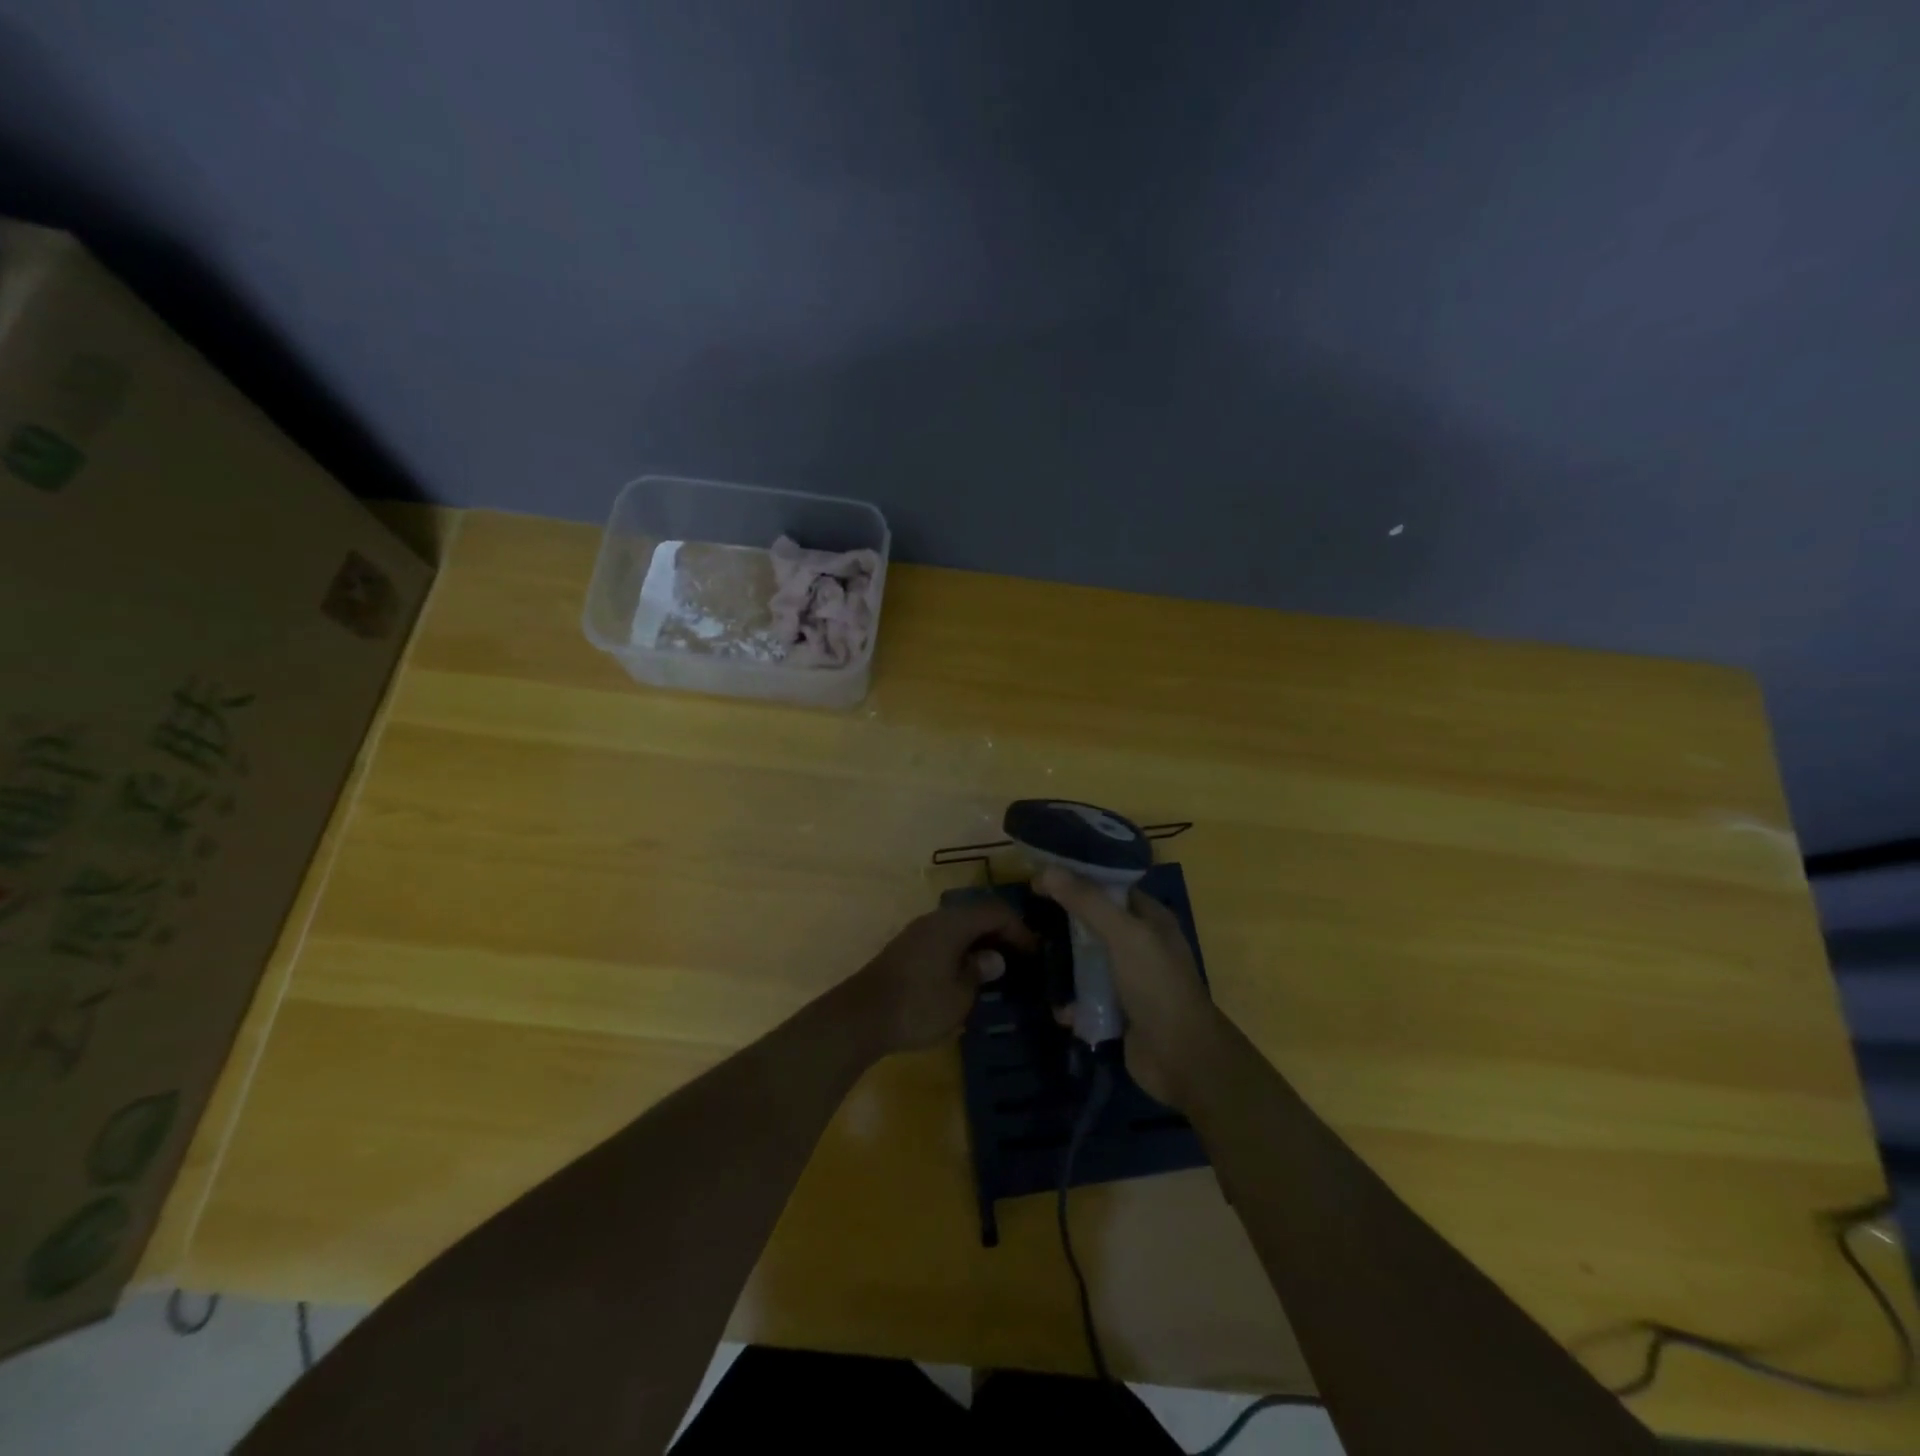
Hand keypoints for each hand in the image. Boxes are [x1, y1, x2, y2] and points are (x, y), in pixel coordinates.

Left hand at [848, 899, 1035, 1054]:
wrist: (861, 1017)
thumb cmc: (918, 1005)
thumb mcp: (960, 995)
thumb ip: (980, 971)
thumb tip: (994, 958)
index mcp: (953, 923)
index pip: (996, 911)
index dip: (1019, 929)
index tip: (1036, 952)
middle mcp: (936, 919)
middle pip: (977, 913)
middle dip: (1001, 931)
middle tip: (1021, 957)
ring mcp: (918, 932)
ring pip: (959, 926)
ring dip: (980, 940)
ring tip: (999, 966)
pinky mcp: (907, 948)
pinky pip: (945, 938)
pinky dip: (963, 948)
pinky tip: (968, 972)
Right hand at [1036, 867, 1224, 1106]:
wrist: (1182, 1060)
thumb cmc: (1157, 986)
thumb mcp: (1124, 936)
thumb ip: (1088, 902)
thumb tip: (1047, 869)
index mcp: (1150, 918)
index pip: (1109, 886)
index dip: (1077, 877)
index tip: (1040, 874)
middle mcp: (1140, 944)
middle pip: (1094, 923)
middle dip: (1065, 922)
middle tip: (1029, 916)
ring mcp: (1128, 979)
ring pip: (1087, 961)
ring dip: (1064, 966)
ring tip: (1034, 960)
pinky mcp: (1117, 1011)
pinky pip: (1086, 997)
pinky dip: (1072, 1003)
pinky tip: (1060, 1009)